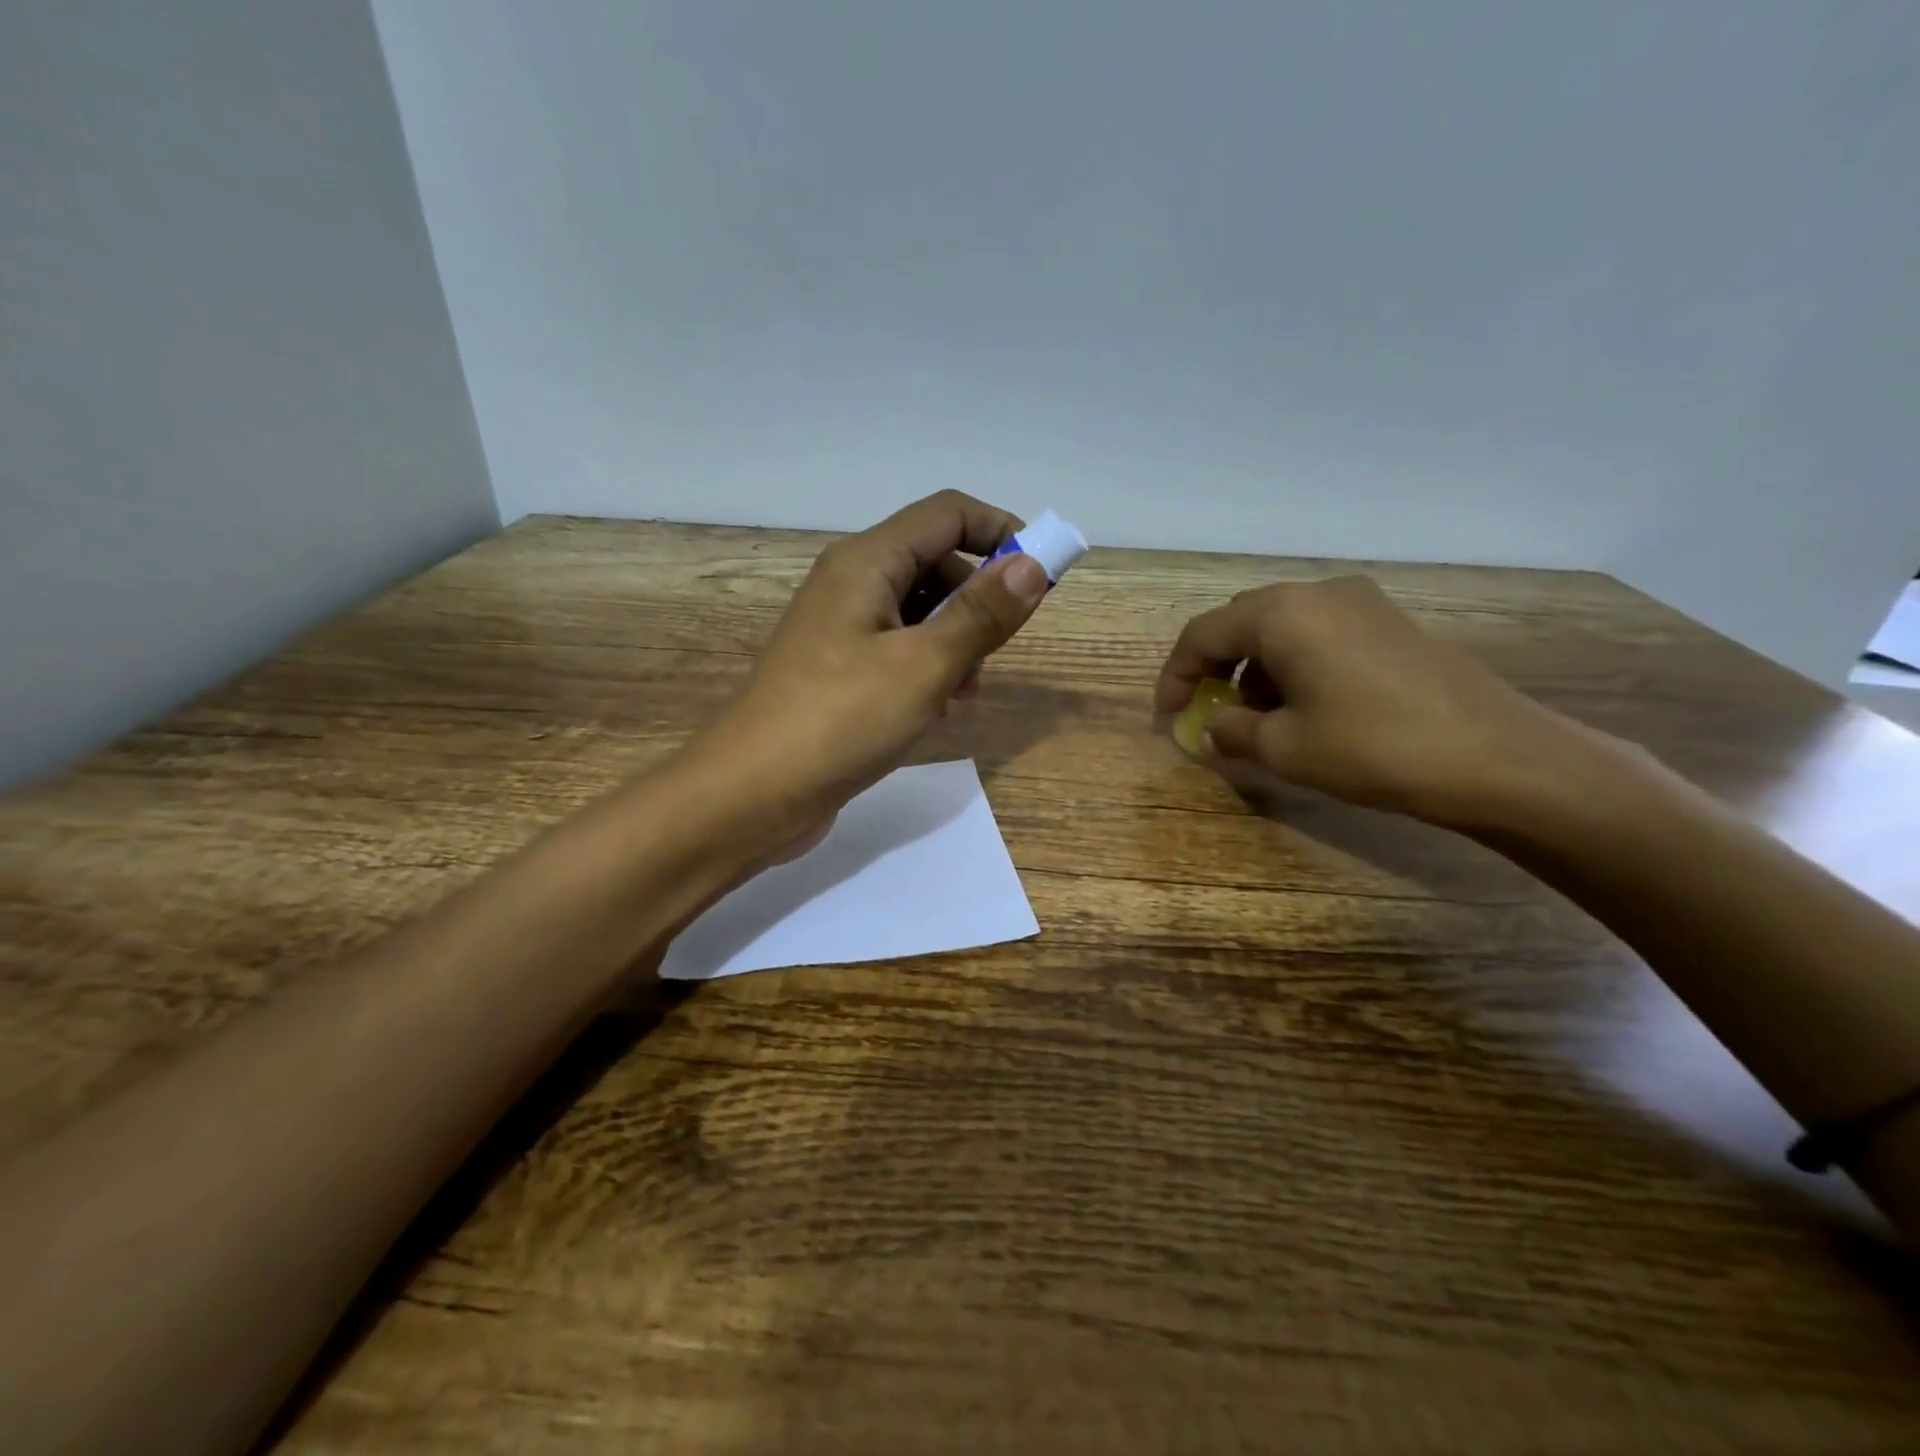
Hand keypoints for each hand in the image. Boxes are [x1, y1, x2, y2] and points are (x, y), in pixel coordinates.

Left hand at [694, 491, 1050, 838]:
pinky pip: (898, 648)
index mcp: (867, 562)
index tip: (1040, 578)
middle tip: (992, 653)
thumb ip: (980, 614)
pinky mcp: (838, 669)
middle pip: (935, 561)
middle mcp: (851, 582)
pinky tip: (933, 710)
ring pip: (919, 611)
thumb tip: (1032, 566)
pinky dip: (927, 668)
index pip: (948, 514)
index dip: (1001, 533)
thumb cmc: (840, 720)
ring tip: (961, 694)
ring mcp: (840, 628)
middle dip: (977, 599)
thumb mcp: (923, 666)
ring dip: (955, 642)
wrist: (752, 794)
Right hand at [1154, 576, 1600, 828]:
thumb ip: (1232, 731)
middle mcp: (1317, 593)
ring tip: (1260, 717)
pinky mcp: (1391, 622)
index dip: (1176, 675)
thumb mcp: (1284, 748)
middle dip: (1216, 667)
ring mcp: (1361, 603)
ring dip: (1256, 667)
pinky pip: (1320, 632)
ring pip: (1282, 626)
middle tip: (1209, 710)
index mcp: (1281, 614)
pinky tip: (1306, 705)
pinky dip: (1295, 663)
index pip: (1203, 634)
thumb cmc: (1373, 748)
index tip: (1169, 715)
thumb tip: (1216, 725)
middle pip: (1242, 622)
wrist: (1497, 757)